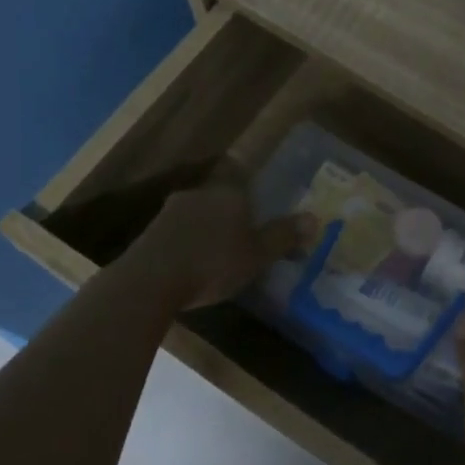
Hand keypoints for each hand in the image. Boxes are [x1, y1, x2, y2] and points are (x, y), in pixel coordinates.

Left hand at [123, 186, 313, 311]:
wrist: (150, 281)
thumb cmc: (213, 264)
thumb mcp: (258, 255)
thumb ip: (284, 236)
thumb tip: (314, 218)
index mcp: (229, 193)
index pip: (246, 183)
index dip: (255, 201)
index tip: (261, 219)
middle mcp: (200, 193)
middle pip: (222, 200)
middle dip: (233, 218)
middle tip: (244, 242)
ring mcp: (171, 211)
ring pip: (199, 216)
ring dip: (208, 232)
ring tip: (218, 258)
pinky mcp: (151, 232)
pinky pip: (179, 233)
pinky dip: (188, 245)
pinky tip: (192, 266)